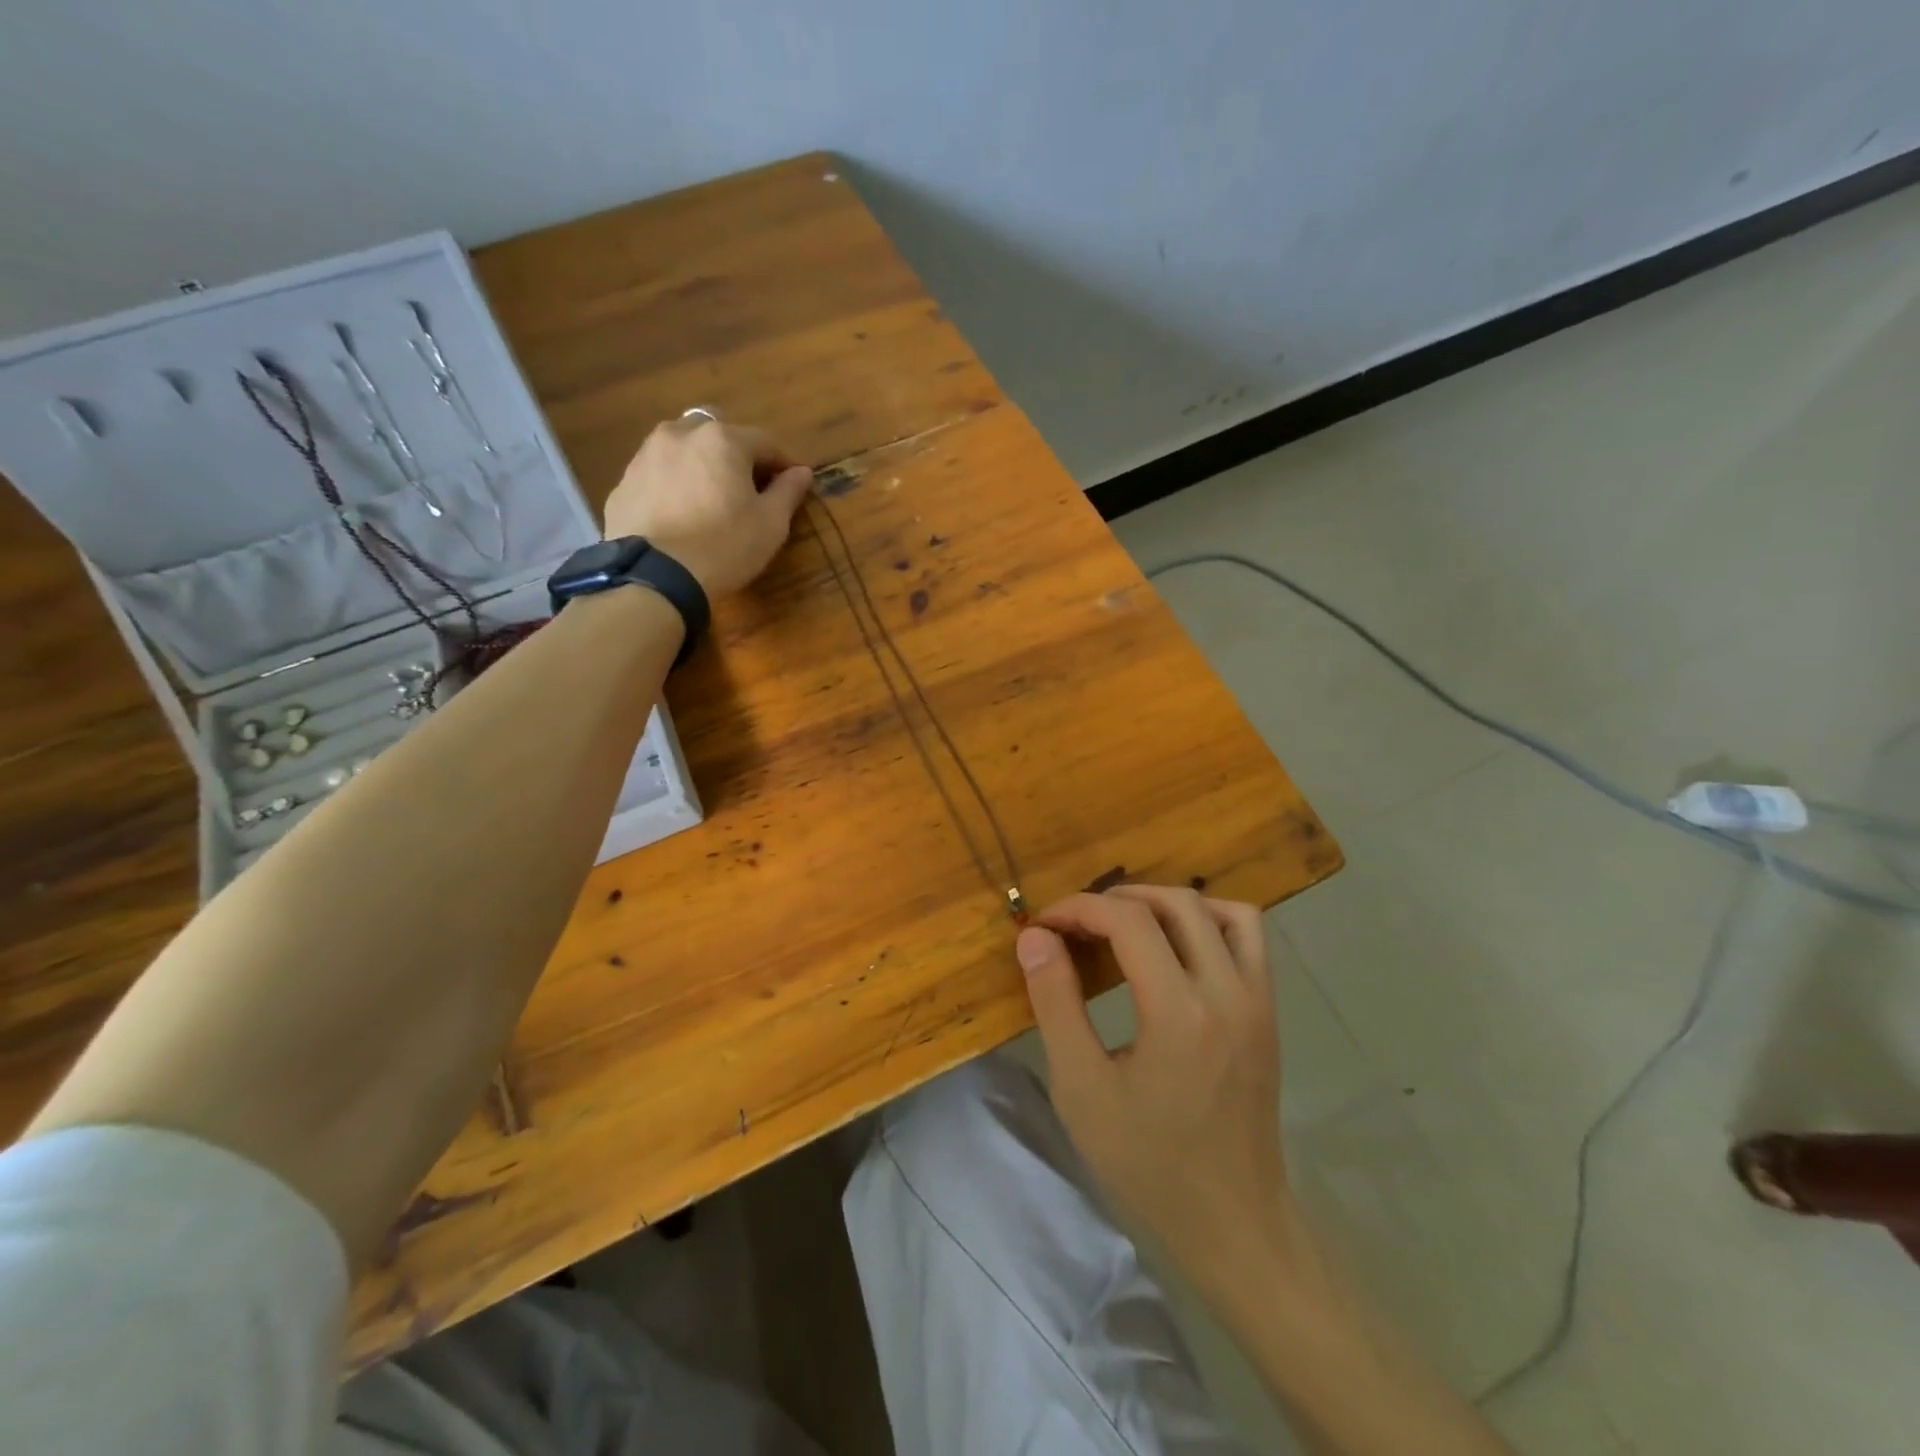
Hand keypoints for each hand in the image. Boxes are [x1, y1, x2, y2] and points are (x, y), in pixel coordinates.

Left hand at [603, 416, 814, 595]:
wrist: (655, 576)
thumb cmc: (724, 546)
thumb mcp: (770, 524)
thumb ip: (788, 492)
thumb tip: (802, 472)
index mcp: (722, 439)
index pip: (765, 442)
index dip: (783, 464)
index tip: (793, 485)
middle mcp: (680, 434)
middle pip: (719, 436)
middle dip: (737, 456)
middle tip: (749, 489)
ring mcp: (645, 455)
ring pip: (683, 450)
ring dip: (702, 466)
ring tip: (711, 499)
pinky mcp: (623, 482)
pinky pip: (659, 474)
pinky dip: (674, 485)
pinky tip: (681, 514)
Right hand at [1017, 885, 1288, 1268]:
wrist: (1233, 1222)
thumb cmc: (1147, 1162)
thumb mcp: (1081, 1088)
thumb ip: (1055, 1003)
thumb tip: (1035, 937)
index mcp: (1179, 1012)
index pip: (1128, 920)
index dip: (1079, 908)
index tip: (1044, 924)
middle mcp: (1228, 991)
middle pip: (1175, 903)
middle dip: (1117, 899)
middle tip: (1077, 924)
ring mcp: (1258, 999)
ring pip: (1220, 909)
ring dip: (1167, 904)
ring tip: (1127, 925)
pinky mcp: (1269, 1012)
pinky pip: (1248, 937)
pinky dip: (1208, 921)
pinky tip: (1176, 948)